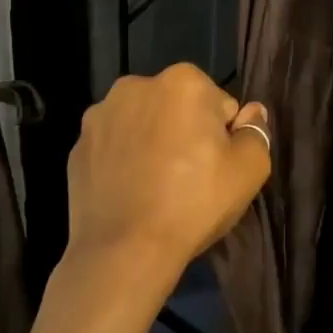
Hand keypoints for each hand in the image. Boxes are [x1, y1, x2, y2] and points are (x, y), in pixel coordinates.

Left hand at [60, 63, 270, 325]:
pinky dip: (125, 162)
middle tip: (191, 179)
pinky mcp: (77, 147)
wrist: (123, 251)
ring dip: (154, 143)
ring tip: (159, 189)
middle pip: (178, 108)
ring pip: (144, 125)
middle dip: (186, 133)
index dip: (224, 138)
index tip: (217, 168)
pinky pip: (115, 148)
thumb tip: (251, 113)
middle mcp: (136, 85)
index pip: (220, 105)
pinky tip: (132, 193)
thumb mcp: (250, 170)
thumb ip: (256, 132)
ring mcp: (100, 116)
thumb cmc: (194, 203)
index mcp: (182, 81)